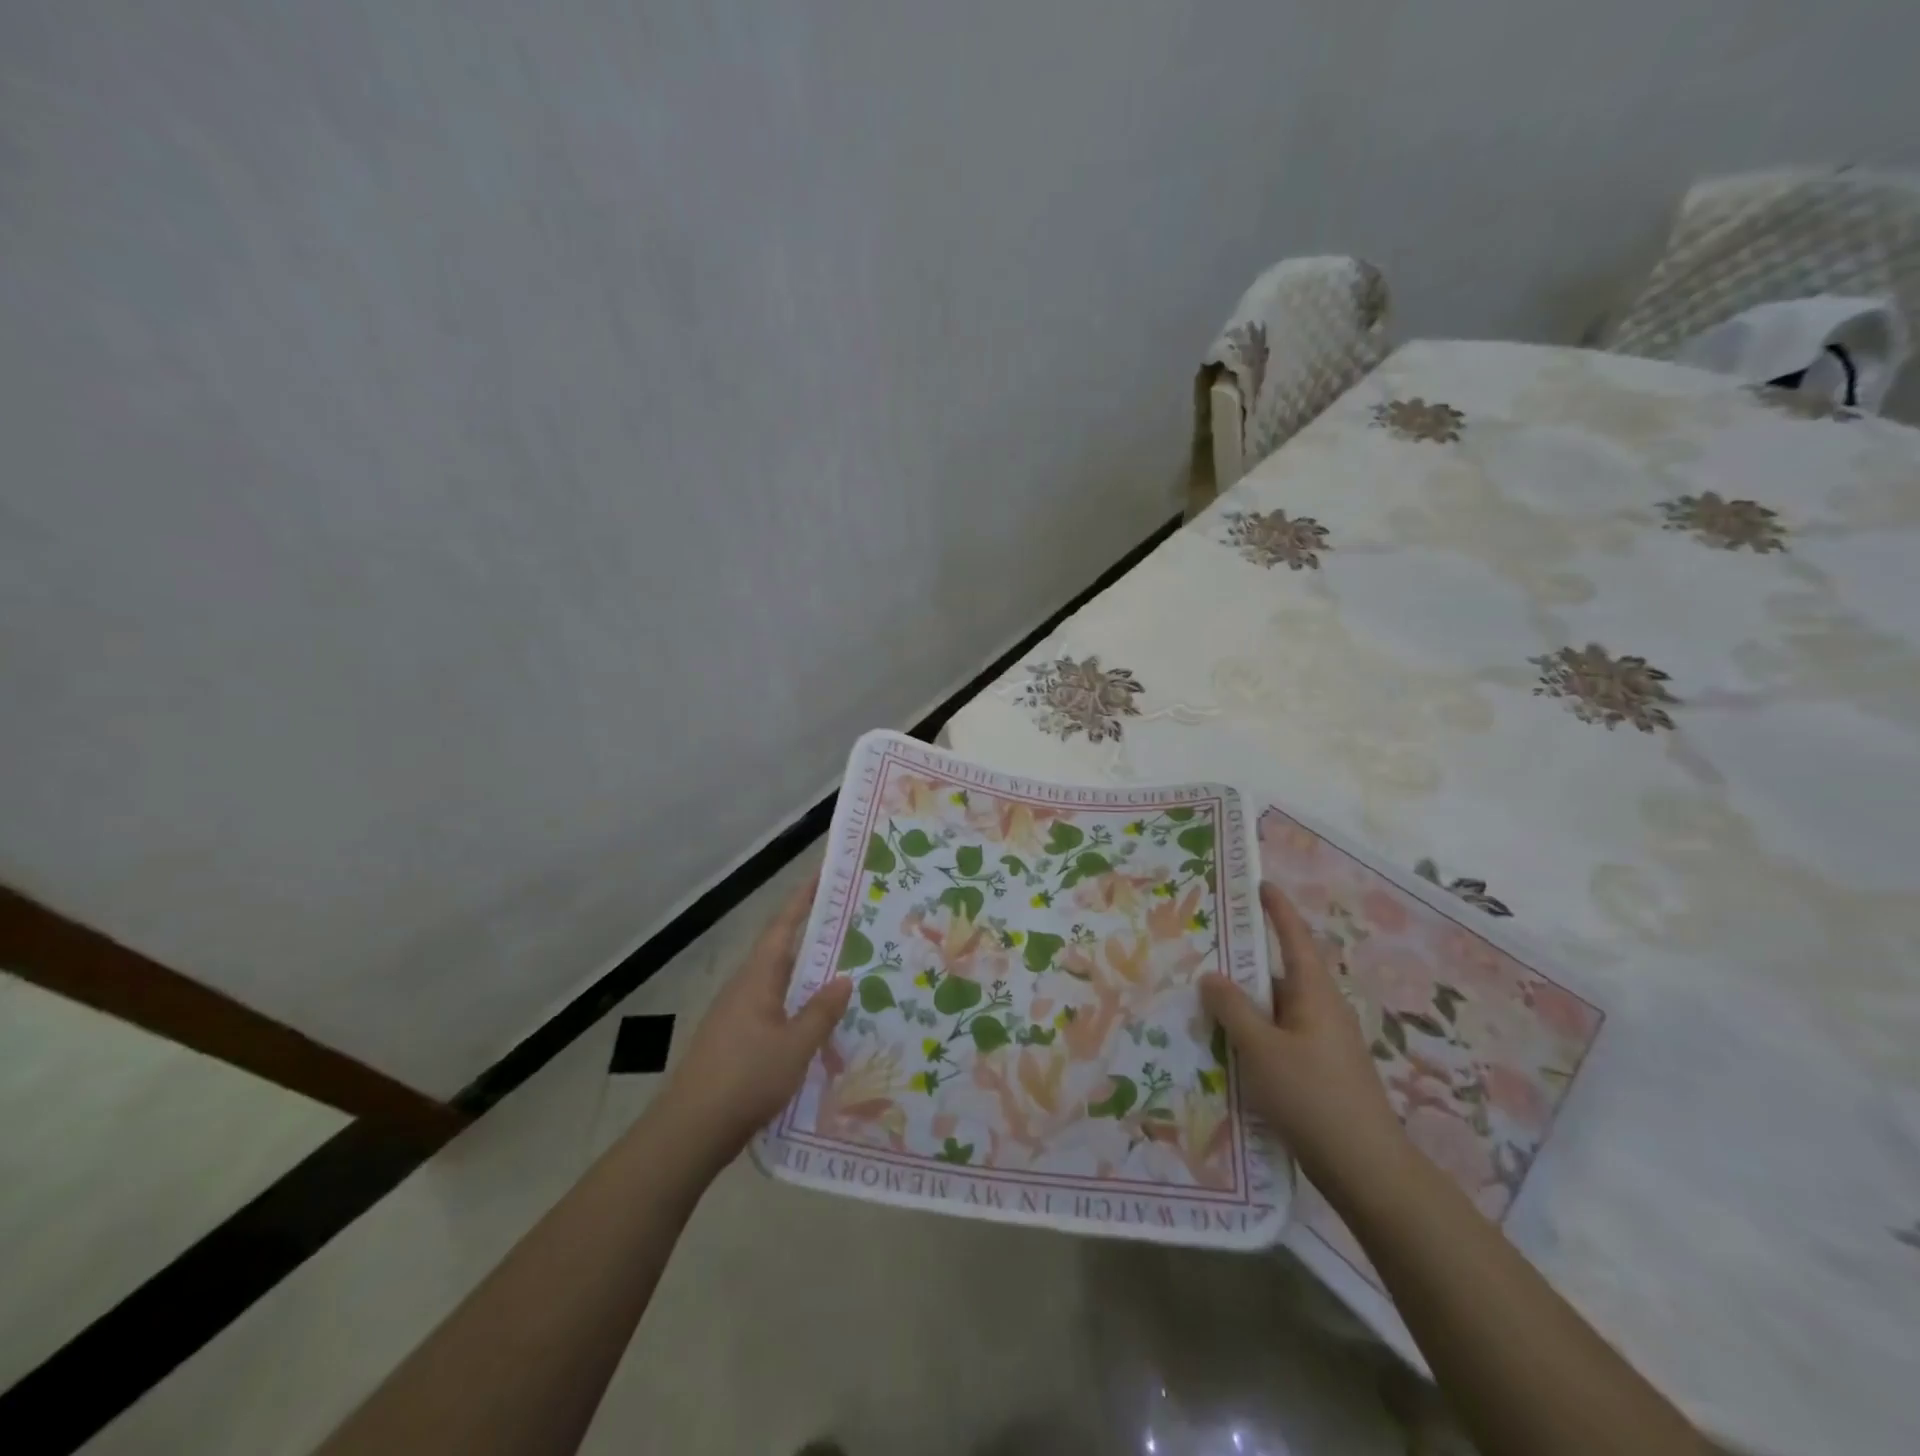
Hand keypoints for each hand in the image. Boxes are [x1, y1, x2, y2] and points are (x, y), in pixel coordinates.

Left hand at [657, 874, 851, 1163]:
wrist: (690, 1131)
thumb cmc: (745, 1079)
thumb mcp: (795, 1046)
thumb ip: (822, 1012)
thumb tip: (845, 978)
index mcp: (757, 977)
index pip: (784, 925)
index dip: (804, 897)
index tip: (825, 873)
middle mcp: (746, 987)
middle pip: (784, 949)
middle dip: (815, 933)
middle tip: (853, 922)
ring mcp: (739, 1013)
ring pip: (781, 981)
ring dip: (810, 972)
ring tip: (846, 968)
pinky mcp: (738, 1039)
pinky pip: (776, 1007)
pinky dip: (800, 1003)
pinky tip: (820, 1020)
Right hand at [1200, 881, 1405, 1185]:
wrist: (1366, 1169)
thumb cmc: (1313, 1096)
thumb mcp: (1261, 1049)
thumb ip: (1234, 1009)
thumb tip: (1211, 975)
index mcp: (1314, 994)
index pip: (1294, 938)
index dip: (1277, 910)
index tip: (1259, 884)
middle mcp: (1322, 1010)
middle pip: (1279, 975)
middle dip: (1244, 965)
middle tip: (1204, 955)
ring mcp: (1323, 1042)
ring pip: (1276, 1010)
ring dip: (1245, 1006)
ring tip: (1203, 1006)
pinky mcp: (1319, 1071)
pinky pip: (1279, 1038)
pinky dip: (1254, 1035)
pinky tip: (1227, 1051)